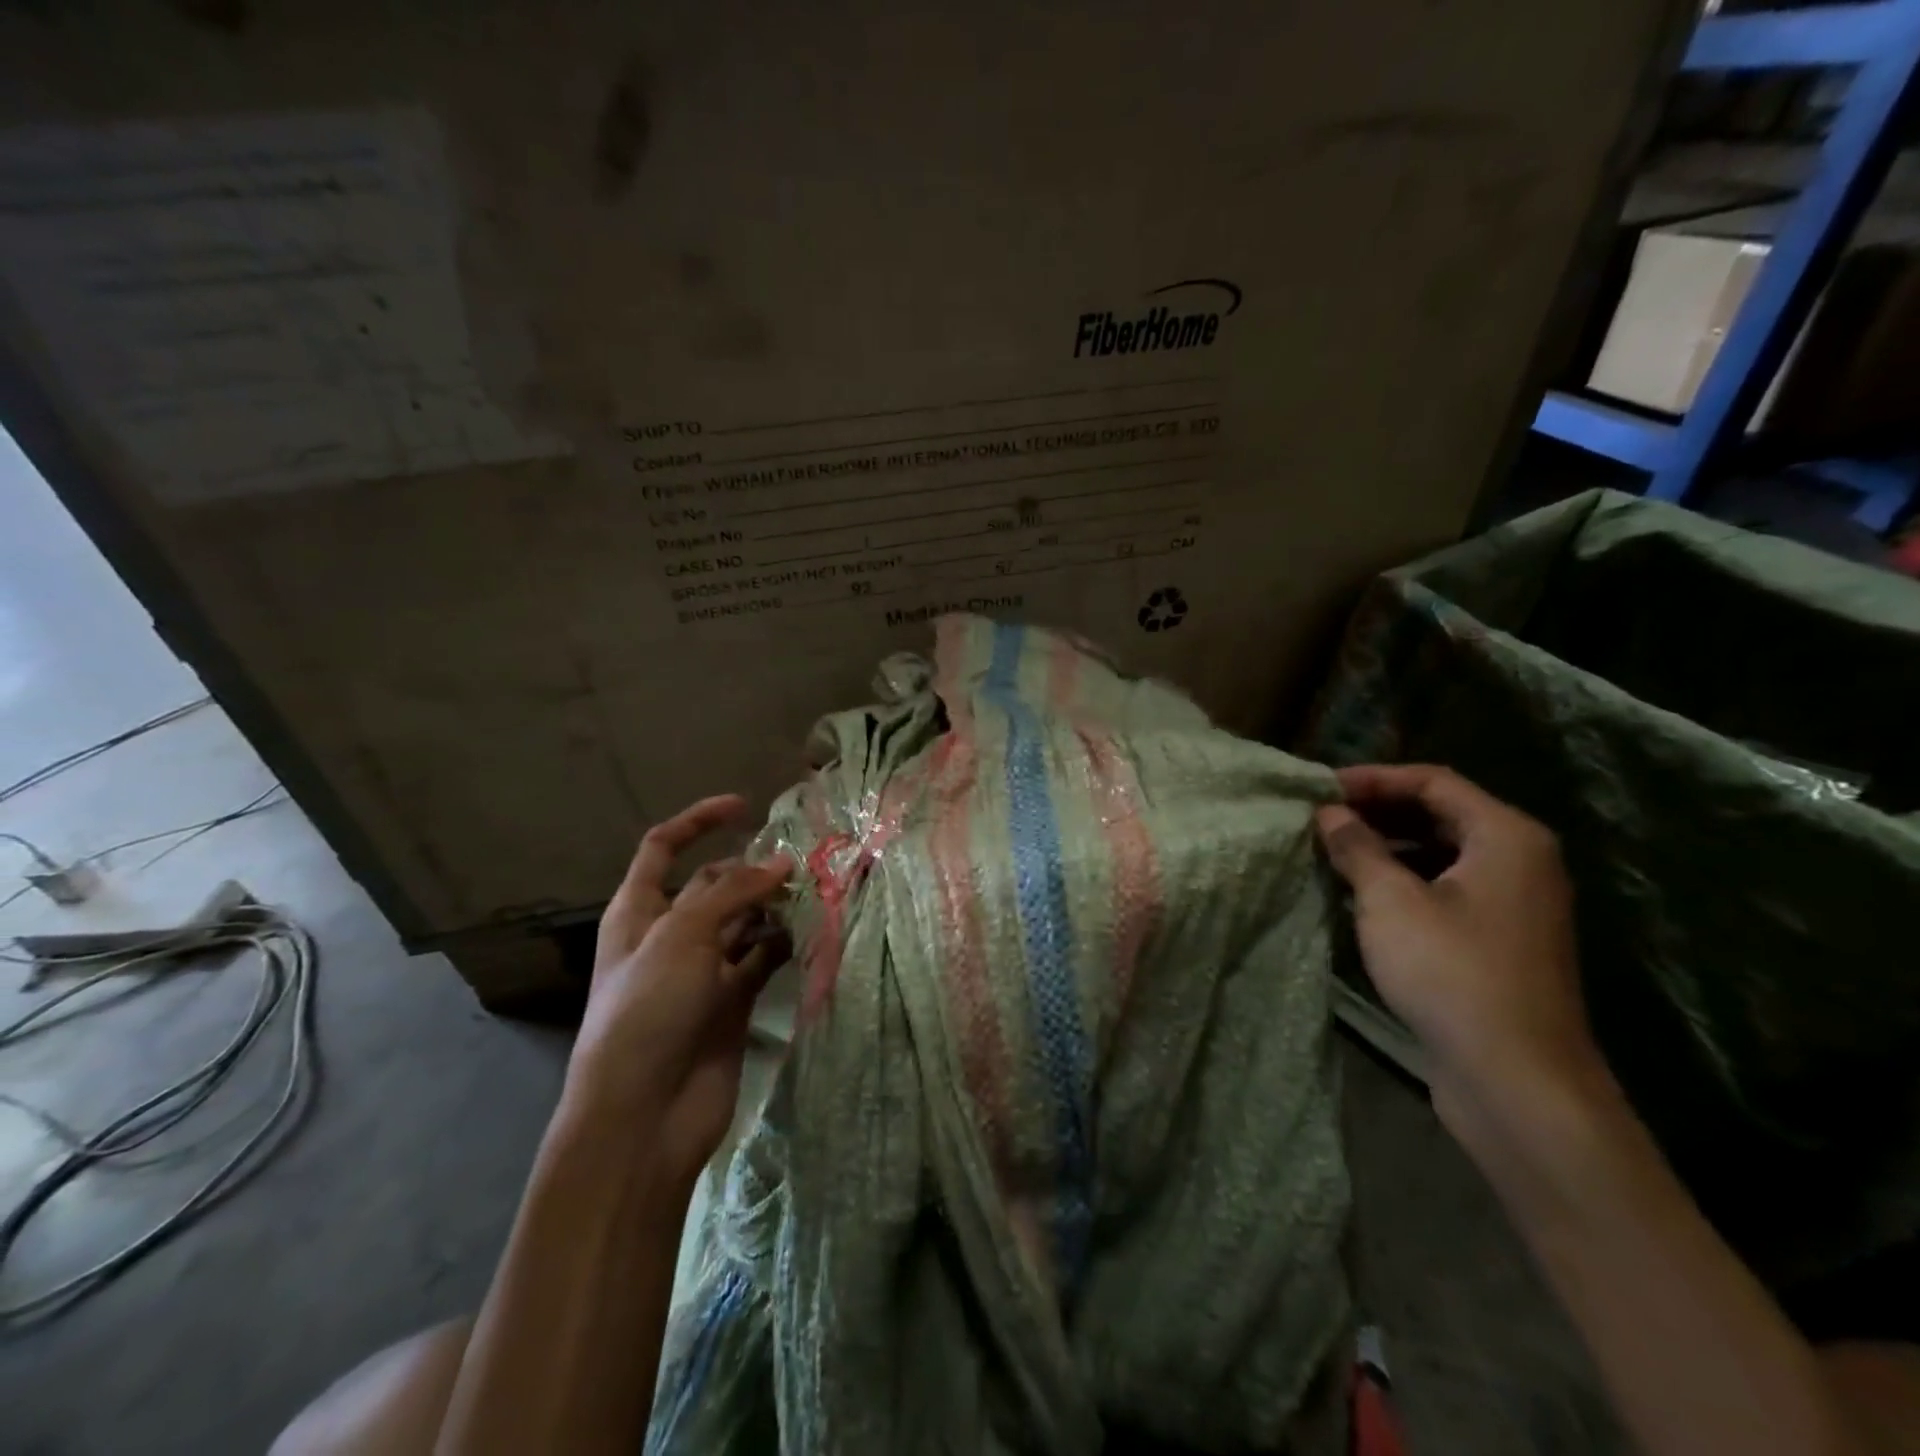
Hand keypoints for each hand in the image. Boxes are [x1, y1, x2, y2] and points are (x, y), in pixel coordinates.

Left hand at [567, 795, 790, 1184]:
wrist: (644, 1116)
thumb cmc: (647, 1011)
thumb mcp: (683, 936)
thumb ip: (734, 893)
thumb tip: (782, 863)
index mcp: (639, 912)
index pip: (663, 848)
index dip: (699, 821)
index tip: (744, 806)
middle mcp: (671, 935)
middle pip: (714, 884)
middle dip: (751, 869)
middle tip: (798, 862)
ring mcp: (703, 970)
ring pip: (744, 920)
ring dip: (773, 905)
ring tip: (812, 892)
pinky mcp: (732, 1000)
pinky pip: (762, 959)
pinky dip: (783, 944)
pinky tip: (809, 933)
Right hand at [1314, 765, 1608, 1123]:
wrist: (1515, 1078)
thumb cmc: (1450, 971)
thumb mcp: (1390, 900)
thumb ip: (1357, 847)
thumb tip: (1329, 813)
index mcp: (1506, 836)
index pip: (1433, 781)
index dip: (1372, 779)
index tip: (1319, 788)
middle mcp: (1519, 860)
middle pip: (1440, 813)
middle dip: (1378, 811)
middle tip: (1320, 817)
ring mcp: (1513, 903)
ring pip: (1441, 853)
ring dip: (1386, 847)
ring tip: (1331, 851)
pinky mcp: (1499, 940)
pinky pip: (1446, 888)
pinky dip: (1403, 880)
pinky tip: (1360, 894)